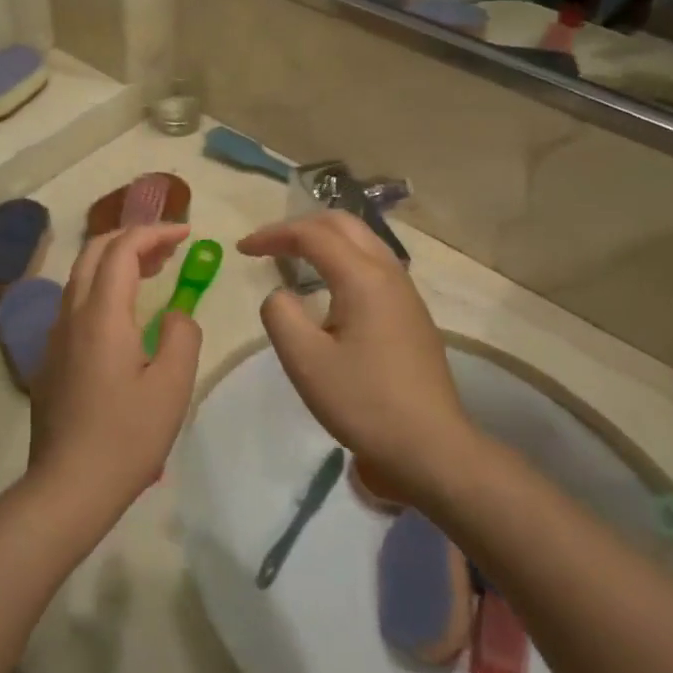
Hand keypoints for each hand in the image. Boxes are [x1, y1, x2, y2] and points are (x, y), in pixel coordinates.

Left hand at [28, 225, 202, 520]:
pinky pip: (75, 305)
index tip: (187, 234)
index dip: (155, 232)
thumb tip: (176, 315)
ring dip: (115, 262)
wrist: (67, 487)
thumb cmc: (126, 437)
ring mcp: (55, 337)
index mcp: (102, 315)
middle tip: (169, 248)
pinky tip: (126, 317)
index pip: (123, 249)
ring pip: (81, 277)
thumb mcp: (173, 386)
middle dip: (132, 238)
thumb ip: (183, 336)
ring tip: (153, 272)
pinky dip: (103, 289)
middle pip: (94, 252)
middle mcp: (72, 315)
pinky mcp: (50, 360)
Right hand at [236, 213, 472, 502]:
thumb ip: (280, 315)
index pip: (313, 235)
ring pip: (363, 242)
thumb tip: (280, 295)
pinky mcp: (412, 314)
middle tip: (268, 245)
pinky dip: (343, 259)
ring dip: (325, 240)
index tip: (242, 250)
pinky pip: (374, 265)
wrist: (431, 447)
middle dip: (301, 226)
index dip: (273, 235)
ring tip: (295, 257)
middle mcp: (389, 273)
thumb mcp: (305, 361)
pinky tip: (330, 287)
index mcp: (363, 277)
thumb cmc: (364, 402)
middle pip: (343, 224)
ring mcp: (406, 293)